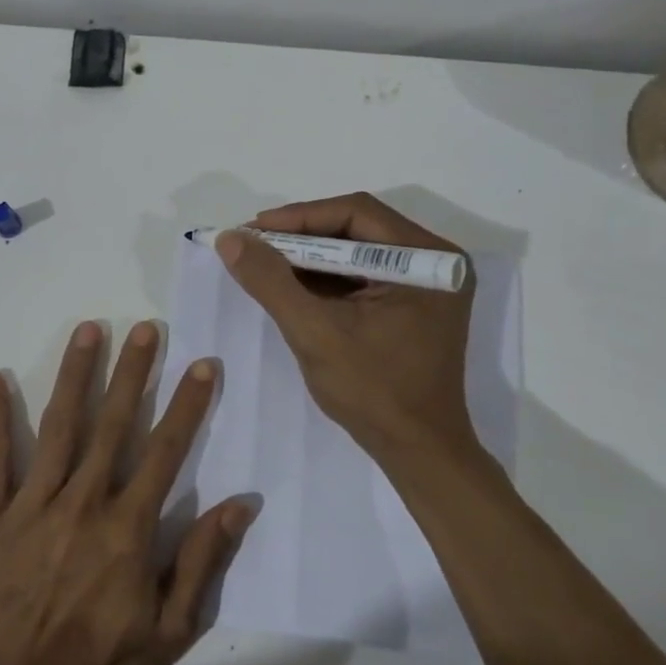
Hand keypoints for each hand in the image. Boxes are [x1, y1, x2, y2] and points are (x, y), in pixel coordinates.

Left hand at [0, 320, 254, 664]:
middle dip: (133, 372)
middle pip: (113, 424)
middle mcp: (84, 501)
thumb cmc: (101, 663)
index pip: (166, 451)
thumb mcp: (172, 628)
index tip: (201, 364)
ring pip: (59, 427)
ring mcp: (33, 504)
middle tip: (145, 328)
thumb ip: (203, 560)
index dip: (187, 405)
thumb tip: (241, 502)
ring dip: (76, 375)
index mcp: (128, 525)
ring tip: (88, 331)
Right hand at [214, 193, 483, 466]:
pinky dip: (325, 278)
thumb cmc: (373, 392)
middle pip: (357, 228)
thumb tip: (230, 239)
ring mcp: (425, 284)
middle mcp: (434, 261)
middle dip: (300, 237)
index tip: (251, 230)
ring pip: (357, 251)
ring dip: (309, 257)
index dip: (299, 217)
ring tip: (262, 262)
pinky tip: (290, 284)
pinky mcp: (412, 304)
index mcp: (427, 259)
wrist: (416, 451)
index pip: (356, 214)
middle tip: (252, 244)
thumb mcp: (314, 332)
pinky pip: (362, 276)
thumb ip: (271, 281)